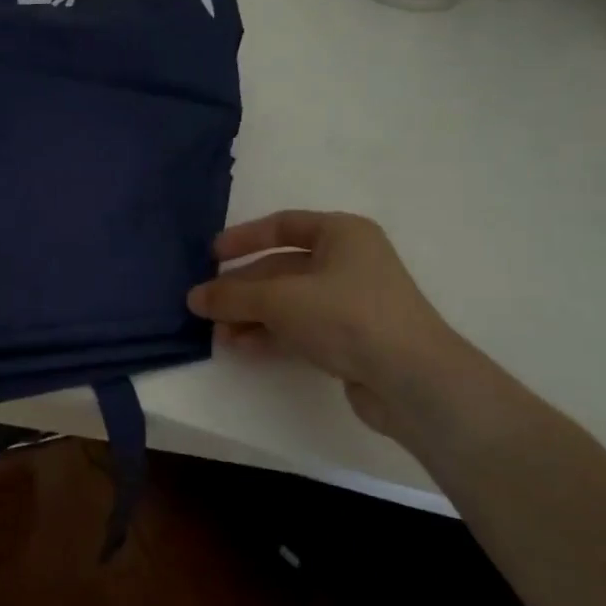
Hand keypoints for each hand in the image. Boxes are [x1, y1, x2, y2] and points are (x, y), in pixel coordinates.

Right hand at [187, 211, 466, 439]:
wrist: (412, 379)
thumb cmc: (347, 317)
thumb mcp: (280, 300)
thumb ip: (233, 296)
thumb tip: (193, 297)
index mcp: (342, 234)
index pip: (283, 226)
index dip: (244, 238)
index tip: (211, 256)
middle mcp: (349, 262)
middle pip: (281, 268)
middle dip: (242, 288)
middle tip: (206, 305)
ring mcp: (352, 302)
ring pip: (288, 301)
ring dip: (252, 315)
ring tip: (218, 333)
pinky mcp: (353, 338)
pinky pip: (302, 327)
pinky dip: (271, 333)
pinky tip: (243, 347)